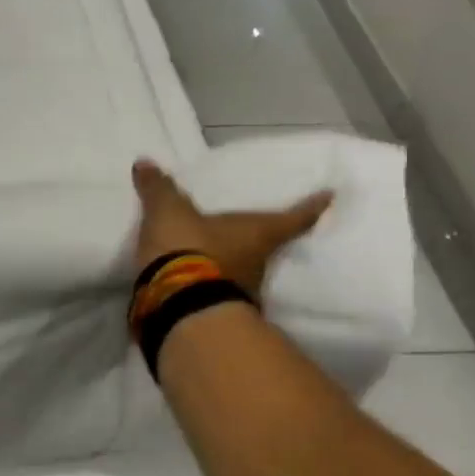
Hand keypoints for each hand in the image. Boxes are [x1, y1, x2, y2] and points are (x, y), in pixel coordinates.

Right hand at [132, 158, 332, 300]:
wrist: (177, 306)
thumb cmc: (188, 248)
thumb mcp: (168, 212)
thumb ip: (159, 189)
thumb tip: (144, 162)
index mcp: (258, 233)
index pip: (293, 217)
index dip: (312, 207)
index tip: (330, 197)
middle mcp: (258, 264)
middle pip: (268, 247)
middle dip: (262, 239)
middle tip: (256, 228)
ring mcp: (242, 292)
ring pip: (243, 272)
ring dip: (233, 264)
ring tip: (217, 255)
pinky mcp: (218, 313)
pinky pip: (218, 292)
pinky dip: (210, 284)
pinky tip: (195, 280)